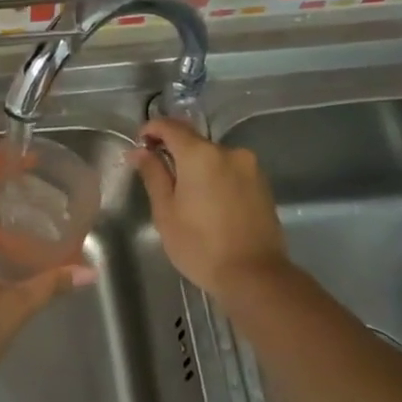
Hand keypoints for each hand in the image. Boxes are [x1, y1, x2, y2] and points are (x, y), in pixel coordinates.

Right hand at [130, 118, 289, 299]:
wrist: (254, 274)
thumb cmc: (200, 245)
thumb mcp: (166, 212)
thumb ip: (153, 175)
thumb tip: (139, 151)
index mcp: (201, 155)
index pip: (170, 127)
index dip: (151, 129)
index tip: (139, 143)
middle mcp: (229, 152)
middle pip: (194, 141)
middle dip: (174, 151)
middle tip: (157, 174)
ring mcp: (250, 167)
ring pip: (213, 158)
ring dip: (196, 167)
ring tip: (184, 195)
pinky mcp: (262, 184)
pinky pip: (230, 171)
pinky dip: (215, 178)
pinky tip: (208, 203)